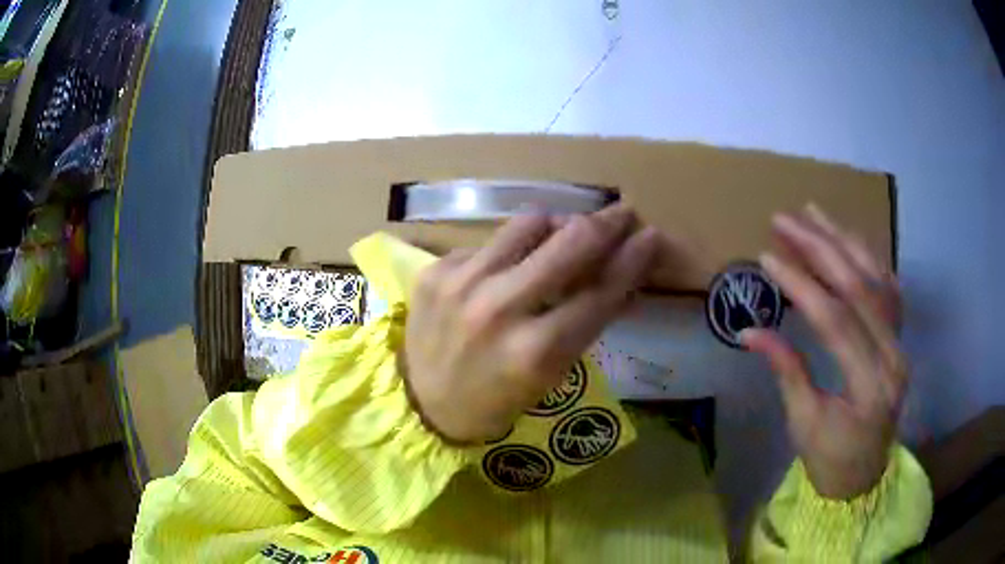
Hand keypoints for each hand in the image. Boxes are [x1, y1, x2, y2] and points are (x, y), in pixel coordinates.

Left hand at [405, 205, 660, 442]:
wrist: (423, 404)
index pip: (601, 291)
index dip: (633, 259)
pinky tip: (508, 267)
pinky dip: (511, 249)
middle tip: (622, 214)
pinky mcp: (435, 270)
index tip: (650, 235)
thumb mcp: (550, 375)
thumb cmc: (496, 400)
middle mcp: (500, 310)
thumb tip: (620, 276)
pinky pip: (490, 241)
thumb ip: (585, 322)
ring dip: (558, 225)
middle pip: (570, 243)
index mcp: (537, 352)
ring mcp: (462, 284)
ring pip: (530, 223)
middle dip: (606, 223)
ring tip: (565, 233)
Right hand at [742, 205, 904, 499]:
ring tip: (814, 212)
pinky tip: (850, 240)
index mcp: (869, 385)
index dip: (801, 285)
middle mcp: (893, 355)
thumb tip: (750, 331)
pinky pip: (889, 289)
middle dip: (821, 248)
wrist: (865, 474)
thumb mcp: (803, 423)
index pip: (835, 321)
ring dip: (845, 241)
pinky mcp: (900, 338)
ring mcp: (901, 343)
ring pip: (877, 279)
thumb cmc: (830, 458)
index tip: (767, 258)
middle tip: (785, 220)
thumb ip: (786, 371)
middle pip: (860, 288)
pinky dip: (869, 259)